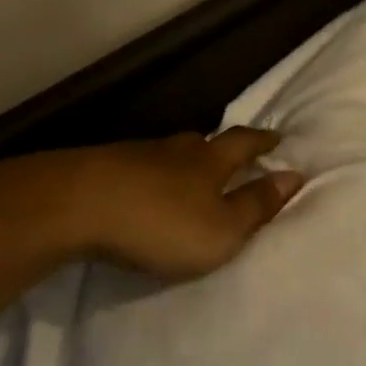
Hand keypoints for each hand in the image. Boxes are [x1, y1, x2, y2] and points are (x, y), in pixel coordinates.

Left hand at [38, 127, 303, 280]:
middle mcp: (175, 151)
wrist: (71, 207)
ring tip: (186, 173)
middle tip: (231, 153)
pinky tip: (140, 188)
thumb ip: (258, 206)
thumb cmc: (161, 223)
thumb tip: (295, 176)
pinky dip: (145, 176)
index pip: (244, 144)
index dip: (262, 142)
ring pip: (167, 153)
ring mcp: (133, 156)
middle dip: (220, 147)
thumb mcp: (223, 228)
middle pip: (204, 142)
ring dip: (181, 162)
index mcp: (210, 162)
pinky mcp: (97, 169)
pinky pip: (133, 167)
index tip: (277, 137)